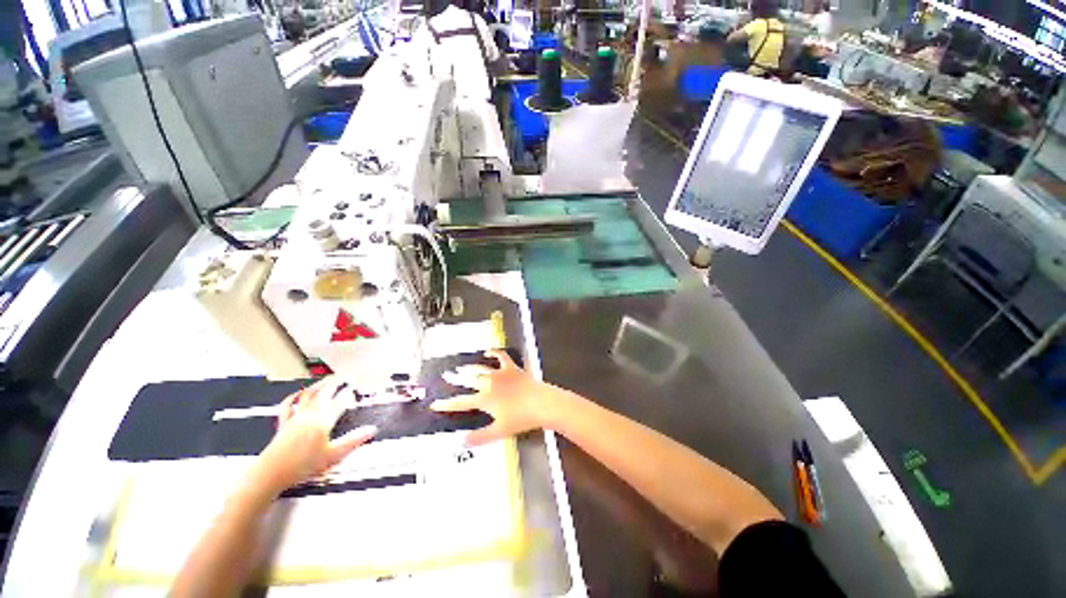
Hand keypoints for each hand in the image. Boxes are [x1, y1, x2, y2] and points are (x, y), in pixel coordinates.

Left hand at [250, 377, 376, 494]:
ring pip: (307, 396)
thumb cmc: (303, 465)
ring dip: (317, 386)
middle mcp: (310, 415)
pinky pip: (287, 406)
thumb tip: (372, 430)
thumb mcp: (333, 455)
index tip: (354, 388)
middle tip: (343, 377)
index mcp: (323, 421)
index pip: (339, 403)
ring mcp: (295, 418)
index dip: (348, 394)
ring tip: (325, 380)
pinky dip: (293, 397)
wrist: (271, 473)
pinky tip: (297, 393)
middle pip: (323, 394)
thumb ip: (353, 441)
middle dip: (334, 384)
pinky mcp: (283, 424)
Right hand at [431, 349, 554, 445]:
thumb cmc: (521, 418)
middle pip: (468, 381)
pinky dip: (494, 353)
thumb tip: (463, 441)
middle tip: (446, 375)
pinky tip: (488, 351)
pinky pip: (501, 357)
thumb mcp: (499, 431)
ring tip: (461, 367)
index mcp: (485, 400)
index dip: (447, 404)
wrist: (541, 403)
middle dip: (456, 379)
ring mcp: (500, 374)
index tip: (435, 404)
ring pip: (481, 369)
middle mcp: (489, 384)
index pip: (461, 403)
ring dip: (470, 368)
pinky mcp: (512, 368)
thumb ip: (480, 437)